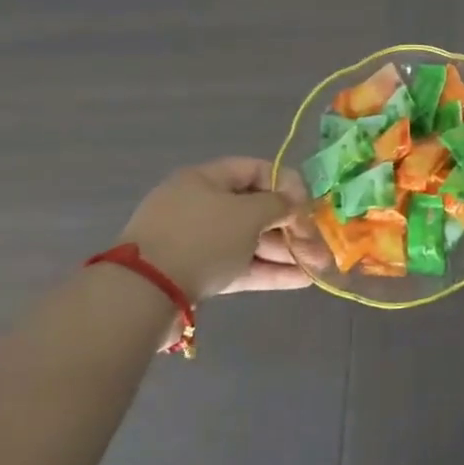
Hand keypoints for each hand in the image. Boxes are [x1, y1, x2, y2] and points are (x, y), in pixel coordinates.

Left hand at [119, 157, 313, 300]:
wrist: (143, 294)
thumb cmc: (202, 237)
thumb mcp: (248, 213)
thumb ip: (278, 205)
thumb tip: (292, 206)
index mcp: (206, 179)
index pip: (256, 170)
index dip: (287, 185)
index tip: (308, 206)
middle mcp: (200, 205)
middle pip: (256, 209)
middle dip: (292, 227)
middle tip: (319, 245)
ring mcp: (197, 241)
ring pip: (250, 240)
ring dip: (285, 252)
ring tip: (318, 267)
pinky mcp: (196, 273)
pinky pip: (238, 265)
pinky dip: (268, 270)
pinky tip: (300, 280)